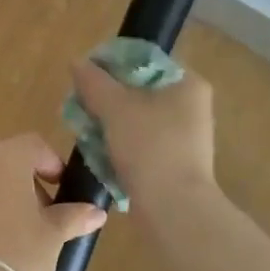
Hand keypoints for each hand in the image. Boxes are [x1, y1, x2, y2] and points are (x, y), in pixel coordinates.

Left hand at [0, 135, 107, 270]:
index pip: (33, 145)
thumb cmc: (21, 257)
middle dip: (19, 185)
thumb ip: (73, 216)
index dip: (50, 163)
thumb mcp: (53, 237)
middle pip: (0, 165)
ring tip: (1, 238)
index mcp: (5, 160)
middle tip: (35, 219)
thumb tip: (96, 212)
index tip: (59, 190)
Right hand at [69, 58, 217, 202]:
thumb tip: (77, 62)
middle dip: (107, 97)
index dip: (111, 64)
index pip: (144, 60)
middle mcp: (192, 105)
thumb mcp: (116, 108)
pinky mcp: (175, 161)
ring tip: (84, 131)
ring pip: (138, 118)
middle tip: (81, 106)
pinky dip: (121, 145)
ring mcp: (185, 136)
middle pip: (139, 89)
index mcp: (188, 83)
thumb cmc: (150, 148)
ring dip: (110, 123)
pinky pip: (142, 142)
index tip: (84, 78)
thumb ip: (94, 82)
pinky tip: (99, 154)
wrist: (174, 210)